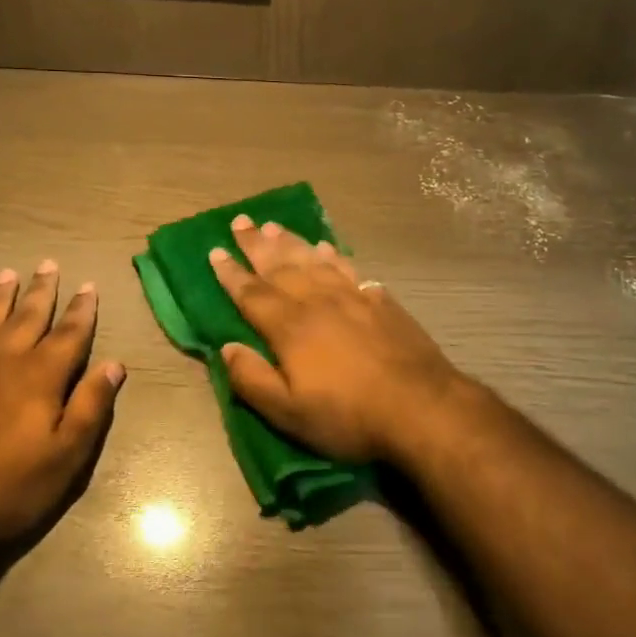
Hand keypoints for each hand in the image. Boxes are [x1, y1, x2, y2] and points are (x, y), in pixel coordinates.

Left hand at [0, 260, 124, 549]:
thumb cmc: (9, 486)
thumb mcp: (66, 456)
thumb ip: (91, 405)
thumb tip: (114, 364)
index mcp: (40, 375)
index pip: (69, 333)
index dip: (82, 309)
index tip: (89, 285)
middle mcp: (3, 359)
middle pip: (27, 315)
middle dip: (42, 290)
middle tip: (49, 264)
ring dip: (0, 296)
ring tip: (8, 274)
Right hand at [210, 216, 467, 463]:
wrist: (420, 407)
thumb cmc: (348, 416)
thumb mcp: (289, 412)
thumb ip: (252, 379)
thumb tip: (226, 347)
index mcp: (289, 327)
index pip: (251, 293)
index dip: (231, 273)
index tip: (215, 251)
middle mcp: (317, 302)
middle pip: (280, 266)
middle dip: (256, 244)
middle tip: (240, 221)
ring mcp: (352, 297)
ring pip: (314, 260)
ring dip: (291, 242)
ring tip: (274, 226)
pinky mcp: (381, 301)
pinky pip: (350, 269)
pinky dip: (334, 255)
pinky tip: (328, 248)